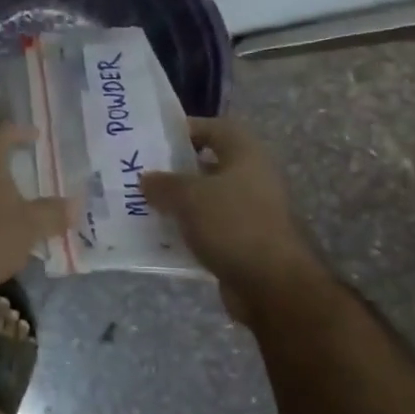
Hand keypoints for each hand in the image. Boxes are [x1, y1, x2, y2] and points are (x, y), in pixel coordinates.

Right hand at [141, 117, 324, 321]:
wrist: (273, 285)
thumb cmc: (233, 224)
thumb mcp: (189, 196)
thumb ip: (163, 183)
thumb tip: (146, 179)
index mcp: (246, 154)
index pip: (214, 128)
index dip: (184, 129)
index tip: (152, 140)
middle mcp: (252, 179)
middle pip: (207, 166)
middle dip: (175, 171)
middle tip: (141, 175)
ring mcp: (250, 213)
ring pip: (206, 200)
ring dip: (178, 204)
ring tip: (143, 206)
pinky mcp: (244, 243)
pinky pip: (208, 230)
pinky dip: (187, 232)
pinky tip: (160, 238)